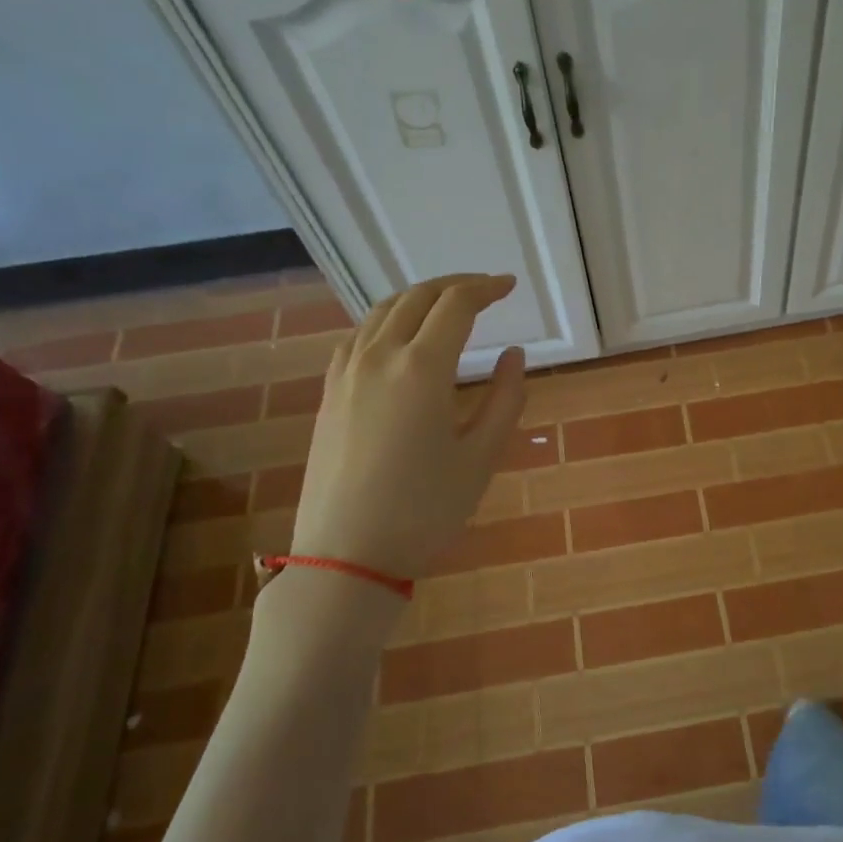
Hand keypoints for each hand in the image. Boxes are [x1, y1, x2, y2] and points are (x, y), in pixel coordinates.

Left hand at [289, 274, 526, 580]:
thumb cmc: (425, 510)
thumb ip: (504, 399)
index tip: (510, 286)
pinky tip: (398, 337)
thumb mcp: (481, 457)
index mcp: (422, 368)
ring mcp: (346, 373)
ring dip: (418, 298)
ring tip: (446, 306)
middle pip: (417, 297)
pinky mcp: (329, 392)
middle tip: (485, 290)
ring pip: (382, 311)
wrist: (347, 555)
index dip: (486, 289)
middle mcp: (379, 357)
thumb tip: (513, 354)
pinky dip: (386, 321)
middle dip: (455, 286)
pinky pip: (357, 336)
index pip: (456, 305)